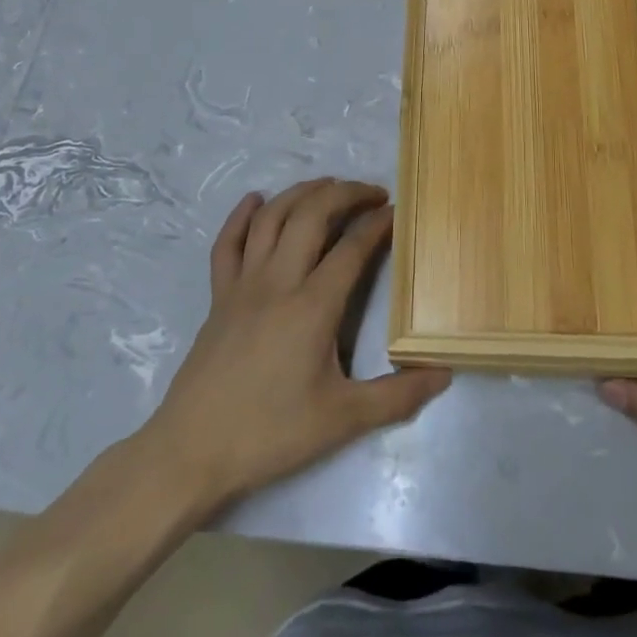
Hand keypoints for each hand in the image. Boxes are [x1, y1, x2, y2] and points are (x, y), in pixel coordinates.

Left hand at [140, 179, 449, 517]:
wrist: (191, 451)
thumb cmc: (270, 433)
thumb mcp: (342, 421)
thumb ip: (396, 397)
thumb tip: (445, 374)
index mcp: (313, 306)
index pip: (352, 248)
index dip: (377, 224)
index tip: (396, 211)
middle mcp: (278, 281)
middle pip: (311, 216)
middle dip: (344, 193)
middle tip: (371, 192)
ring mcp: (243, 285)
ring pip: (271, 219)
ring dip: (301, 193)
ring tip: (327, 185)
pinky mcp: (218, 296)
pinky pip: (228, 243)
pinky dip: (242, 215)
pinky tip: (256, 200)